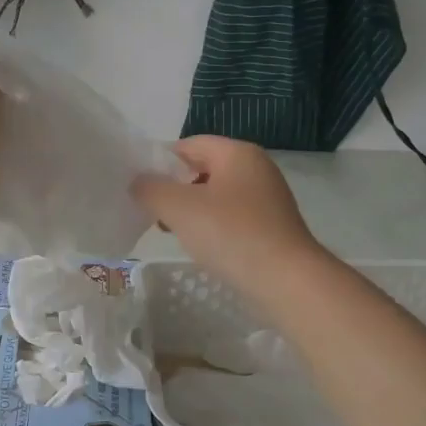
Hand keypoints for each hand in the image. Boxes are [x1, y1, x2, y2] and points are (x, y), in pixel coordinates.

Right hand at [132, 136, 323, 293]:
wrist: (287, 281)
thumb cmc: (231, 234)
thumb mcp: (180, 208)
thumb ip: (151, 189)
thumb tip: (138, 182)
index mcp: (237, 153)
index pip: (190, 144)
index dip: (160, 162)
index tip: (140, 187)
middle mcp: (256, 168)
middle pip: (203, 168)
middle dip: (175, 188)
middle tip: (152, 212)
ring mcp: (268, 198)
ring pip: (217, 195)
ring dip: (192, 210)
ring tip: (172, 231)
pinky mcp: (272, 226)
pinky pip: (232, 217)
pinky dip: (212, 226)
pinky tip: (202, 246)